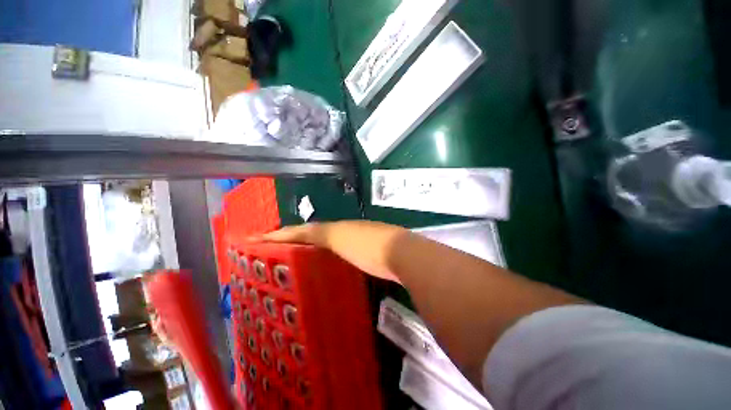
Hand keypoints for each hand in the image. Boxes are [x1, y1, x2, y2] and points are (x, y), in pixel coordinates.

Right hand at [250, 221, 403, 282]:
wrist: (401, 254)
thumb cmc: (369, 245)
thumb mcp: (340, 236)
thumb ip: (319, 233)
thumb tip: (296, 232)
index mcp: (334, 229)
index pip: (301, 230)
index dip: (279, 235)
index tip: (254, 240)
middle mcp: (342, 234)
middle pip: (312, 236)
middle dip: (291, 243)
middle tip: (270, 256)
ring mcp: (354, 245)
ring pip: (324, 246)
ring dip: (307, 252)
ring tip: (289, 265)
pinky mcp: (364, 257)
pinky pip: (338, 256)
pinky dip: (325, 261)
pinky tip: (320, 272)